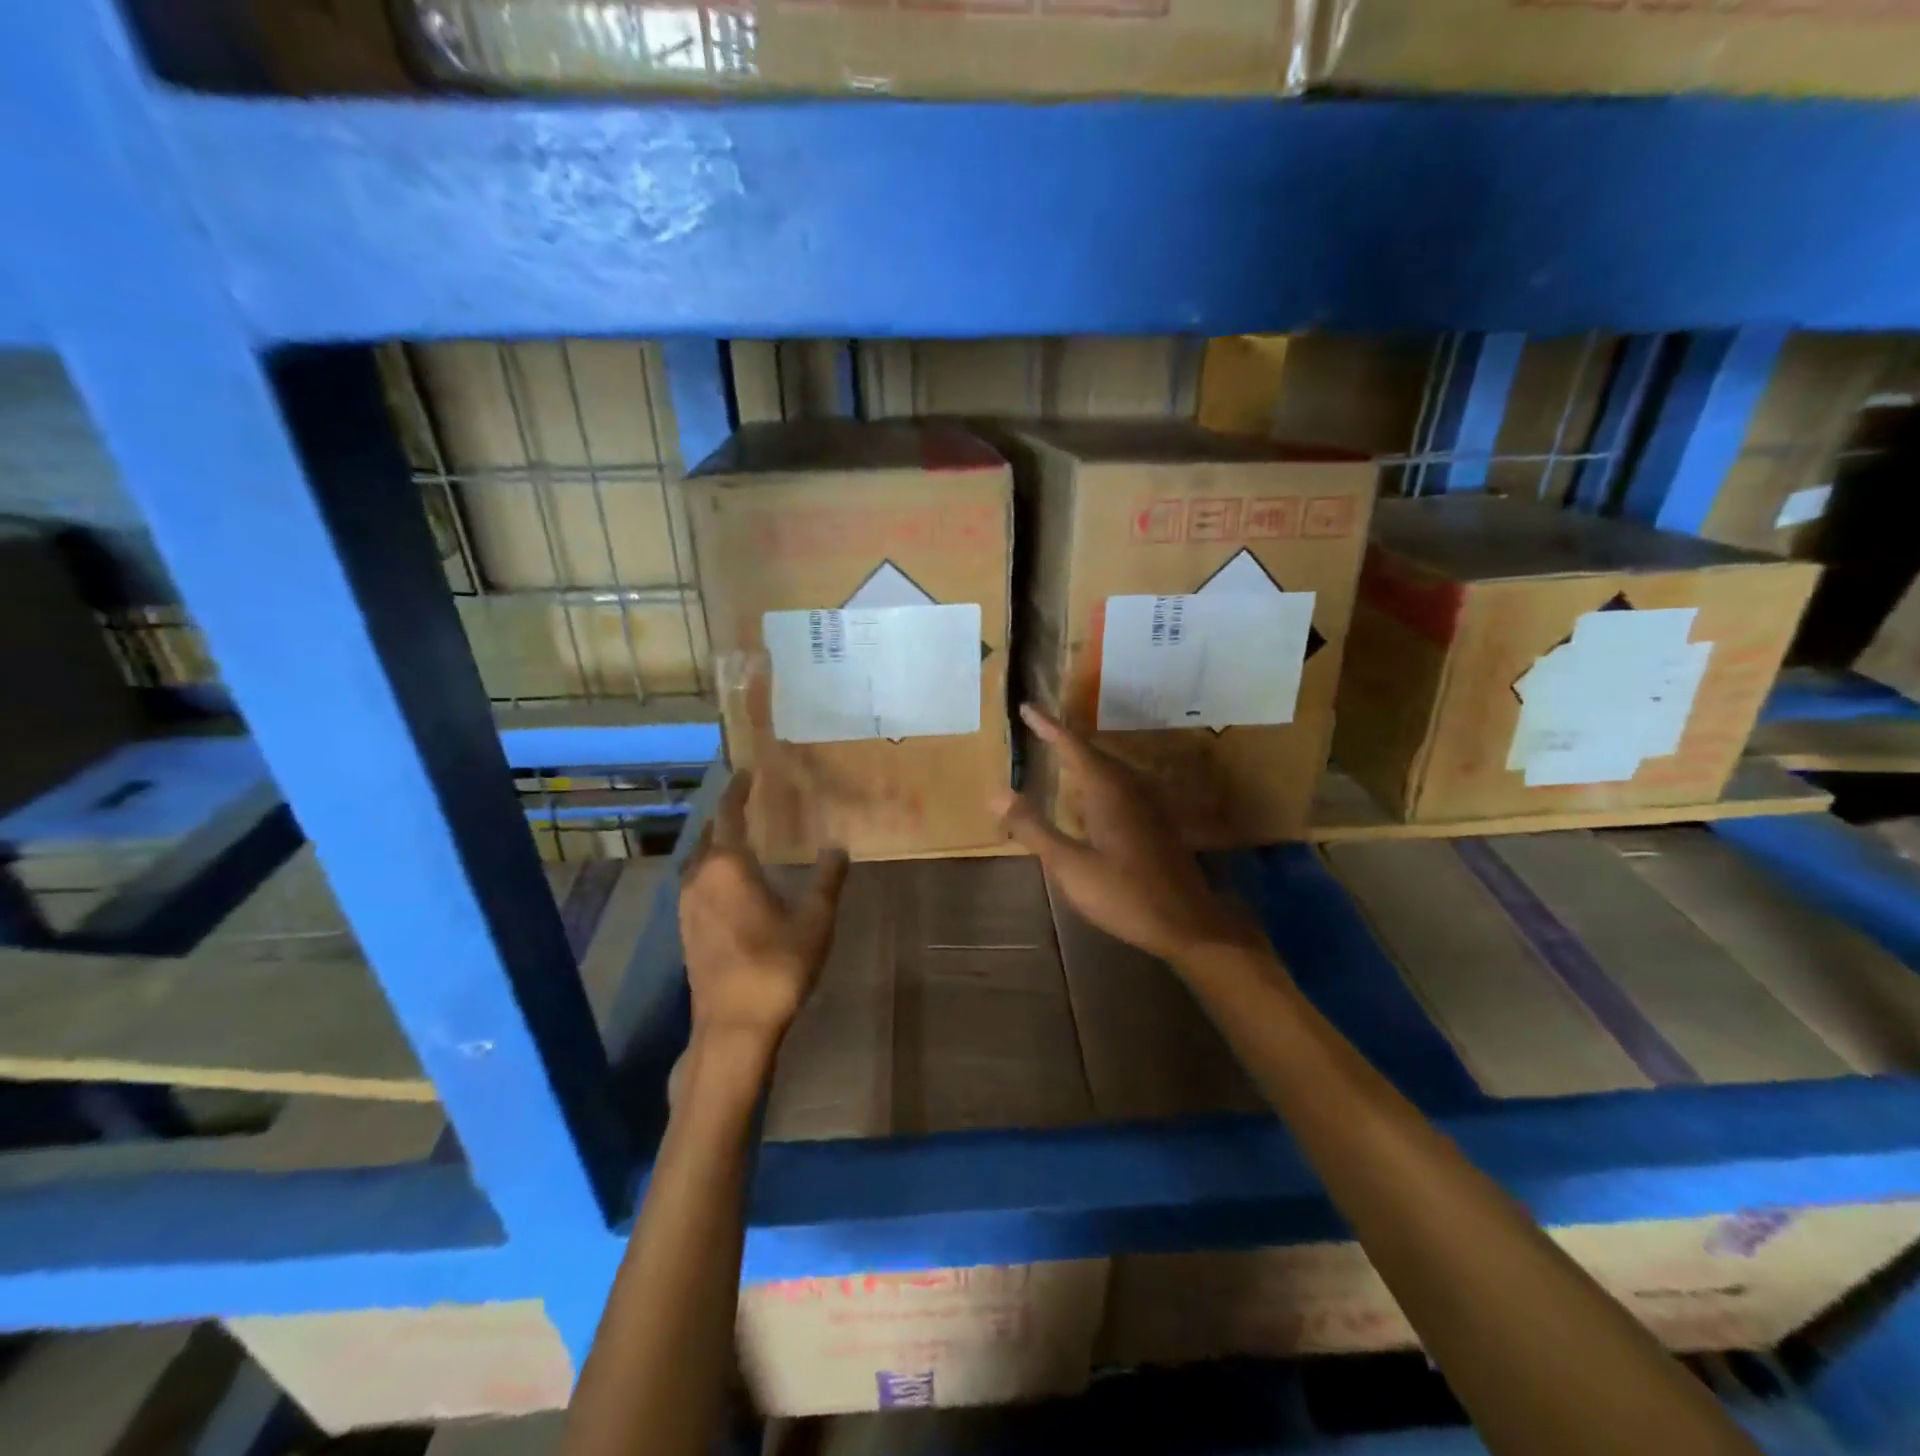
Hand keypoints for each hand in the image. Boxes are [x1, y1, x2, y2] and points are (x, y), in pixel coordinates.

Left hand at [679, 771, 848, 1054]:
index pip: (729, 814)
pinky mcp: (686, 929)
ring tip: (741, 836)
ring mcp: (687, 906)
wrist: (733, 1026)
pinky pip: (698, 882)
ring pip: (700, 860)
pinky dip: (713, 868)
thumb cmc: (776, 964)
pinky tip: (732, 881)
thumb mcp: (815, 918)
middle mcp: (699, 877)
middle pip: (709, 834)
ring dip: (717, 843)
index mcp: (727, 865)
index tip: (746, 771)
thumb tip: (837, 848)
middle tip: (747, 801)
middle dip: (726, 815)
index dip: (738, 791)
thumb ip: (827, 878)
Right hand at [992, 705, 1258, 964]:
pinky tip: (1087, 800)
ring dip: (1081, 759)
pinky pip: (1118, 788)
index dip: (1047, 725)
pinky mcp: (1153, 824)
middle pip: (1092, 752)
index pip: (1072, 745)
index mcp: (1107, 790)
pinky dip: (1094, 781)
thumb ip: (1033, 827)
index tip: (1026, 707)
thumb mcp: (1069, 865)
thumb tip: (996, 793)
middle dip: (1063, 738)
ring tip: (1058, 755)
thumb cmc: (1124, 894)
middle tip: (1037, 727)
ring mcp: (1146, 806)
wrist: (1187, 923)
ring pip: (1108, 770)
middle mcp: (1129, 789)